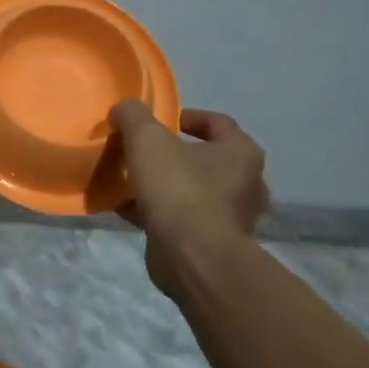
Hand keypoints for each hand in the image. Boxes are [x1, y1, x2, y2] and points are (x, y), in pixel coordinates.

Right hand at [110, 103, 268, 288]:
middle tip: (143, 153)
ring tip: (130, 181)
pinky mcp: (211, 243)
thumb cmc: (178, 188)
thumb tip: (123, 111)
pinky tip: (126, 209)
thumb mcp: (147, 138)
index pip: (219, 123)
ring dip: (163, 185)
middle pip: (205, 159)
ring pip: (192, 191)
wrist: (191, 255)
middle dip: (173, 155)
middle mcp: (245, 184)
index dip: (188, 117)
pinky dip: (157, 212)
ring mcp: (231, 217)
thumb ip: (133, 116)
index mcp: (241, 153)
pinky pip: (181, 219)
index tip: (160, 122)